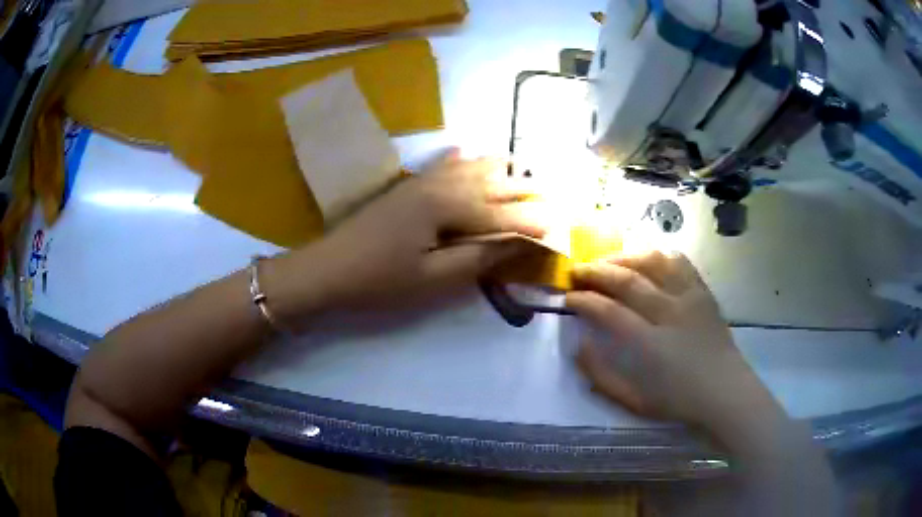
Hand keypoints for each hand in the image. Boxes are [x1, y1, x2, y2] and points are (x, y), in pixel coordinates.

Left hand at [276, 150, 545, 315]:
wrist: (326, 270)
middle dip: (522, 189)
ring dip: (496, 168)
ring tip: (521, 165)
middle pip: (489, 184)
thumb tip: (520, 242)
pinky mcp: (405, 188)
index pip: (501, 213)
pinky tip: (465, 150)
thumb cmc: (379, 281)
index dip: (531, 222)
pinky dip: (459, 158)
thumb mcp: (433, 279)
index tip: (559, 228)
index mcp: (448, 207)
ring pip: (468, 168)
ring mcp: (419, 182)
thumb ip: (479, 257)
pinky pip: (440, 165)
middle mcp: (438, 185)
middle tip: (551, 194)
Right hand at [565, 251, 779, 431]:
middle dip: (596, 271)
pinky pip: (679, 261)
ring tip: (607, 261)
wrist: (725, 391)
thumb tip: (578, 346)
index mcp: (651, 345)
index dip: (584, 300)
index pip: (609, 311)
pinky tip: (645, 258)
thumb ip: (601, 376)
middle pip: (628, 280)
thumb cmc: (678, 400)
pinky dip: (658, 254)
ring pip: (653, 262)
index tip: (569, 297)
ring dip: (624, 257)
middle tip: (577, 271)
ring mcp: (689, 298)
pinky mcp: (703, 291)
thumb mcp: (633, 401)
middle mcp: (670, 313)